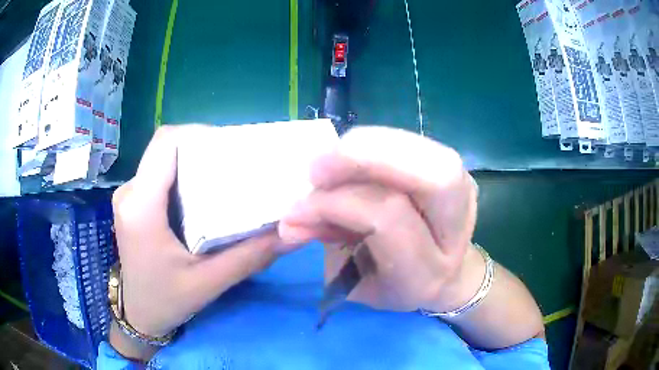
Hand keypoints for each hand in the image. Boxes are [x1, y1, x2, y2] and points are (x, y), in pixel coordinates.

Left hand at [111, 126, 285, 356]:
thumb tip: (291, 233)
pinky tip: (201, 196)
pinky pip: (158, 174)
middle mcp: (130, 192)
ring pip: (162, 159)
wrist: (139, 315)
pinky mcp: (132, 203)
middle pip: (166, 148)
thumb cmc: (166, 301)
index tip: (230, 148)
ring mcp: (128, 196)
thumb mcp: (209, 283)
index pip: (166, 143)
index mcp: (141, 207)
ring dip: (193, 162)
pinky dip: (182, 176)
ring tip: (222, 179)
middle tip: (235, 165)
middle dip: (202, 148)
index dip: (199, 133)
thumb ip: (250, 256)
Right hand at [279, 127, 479, 312]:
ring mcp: (464, 192)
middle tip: (317, 168)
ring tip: (330, 163)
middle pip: (427, 173)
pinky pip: (413, 145)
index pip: (386, 217)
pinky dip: (375, 145)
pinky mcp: (456, 170)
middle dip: (363, 157)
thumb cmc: (397, 285)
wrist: (446, 275)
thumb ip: (327, 242)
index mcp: (429, 271)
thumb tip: (291, 216)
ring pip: (421, 150)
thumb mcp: (358, 280)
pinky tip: (353, 156)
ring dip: (365, 147)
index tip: (297, 211)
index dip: (336, 204)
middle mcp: (458, 228)